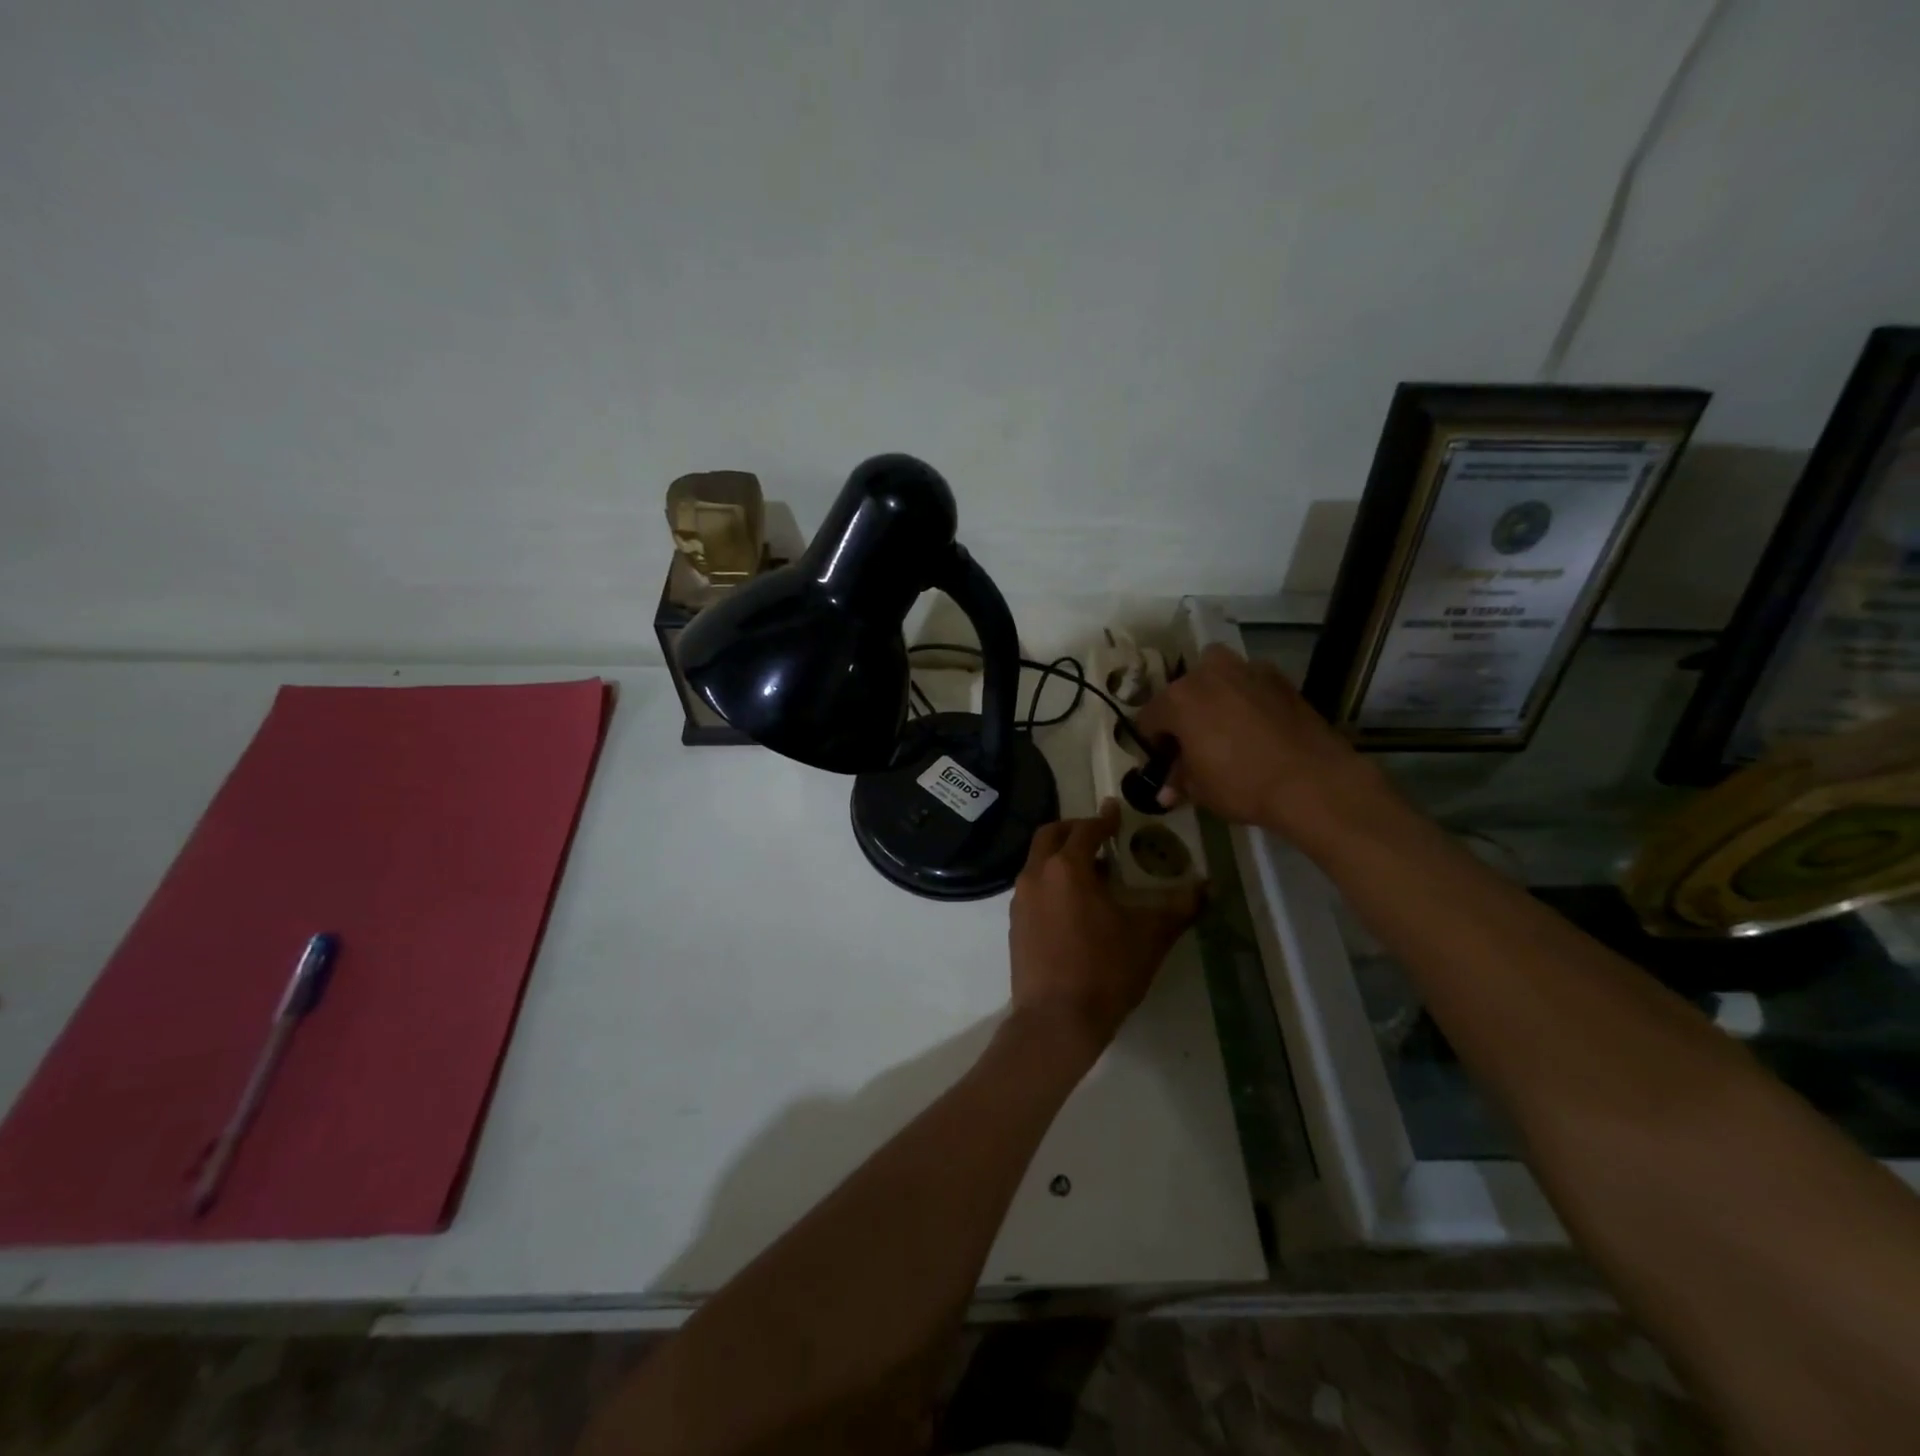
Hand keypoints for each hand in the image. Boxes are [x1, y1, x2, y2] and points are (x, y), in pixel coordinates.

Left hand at [1008, 803, 1200, 1056]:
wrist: (1056, 1020)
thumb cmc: (1105, 971)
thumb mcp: (1150, 937)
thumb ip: (1180, 907)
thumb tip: (1209, 887)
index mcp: (1067, 868)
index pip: (1085, 830)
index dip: (1104, 819)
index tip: (1116, 811)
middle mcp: (1036, 875)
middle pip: (1051, 835)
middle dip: (1074, 829)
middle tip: (1099, 835)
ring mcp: (1020, 899)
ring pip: (1038, 861)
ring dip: (1061, 856)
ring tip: (1093, 873)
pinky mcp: (1014, 923)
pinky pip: (1033, 887)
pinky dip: (1051, 881)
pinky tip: (1074, 905)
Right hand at [1134, 643, 1392, 848]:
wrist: (1312, 781)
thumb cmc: (1242, 784)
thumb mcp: (1200, 790)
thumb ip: (1179, 781)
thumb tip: (1167, 791)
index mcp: (1178, 699)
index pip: (1149, 719)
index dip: (1153, 743)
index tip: (1164, 763)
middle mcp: (1207, 674)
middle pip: (1182, 691)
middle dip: (1183, 715)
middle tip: (1194, 744)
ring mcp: (1246, 670)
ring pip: (1217, 675)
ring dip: (1214, 695)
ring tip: (1224, 727)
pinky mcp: (1279, 678)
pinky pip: (1249, 682)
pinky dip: (1246, 697)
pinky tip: (1256, 725)